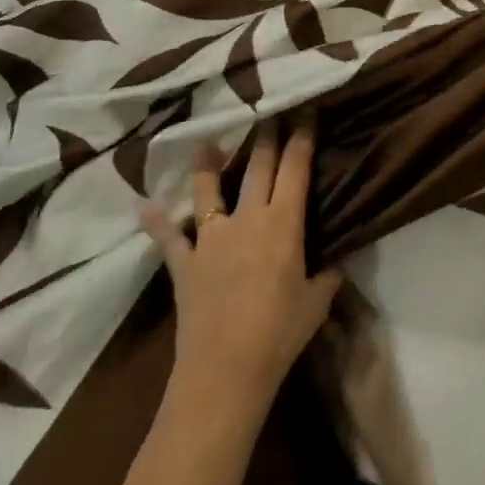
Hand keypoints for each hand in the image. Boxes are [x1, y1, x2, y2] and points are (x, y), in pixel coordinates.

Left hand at [141, 119, 343, 412]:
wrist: (225, 372)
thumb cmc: (279, 334)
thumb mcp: (317, 302)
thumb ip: (329, 274)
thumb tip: (340, 260)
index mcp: (284, 222)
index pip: (296, 167)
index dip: (302, 138)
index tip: (306, 113)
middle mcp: (248, 218)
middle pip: (258, 166)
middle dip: (266, 136)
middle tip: (268, 113)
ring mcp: (212, 238)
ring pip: (209, 190)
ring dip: (208, 164)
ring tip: (206, 141)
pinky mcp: (185, 262)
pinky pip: (169, 238)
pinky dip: (157, 223)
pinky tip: (145, 208)